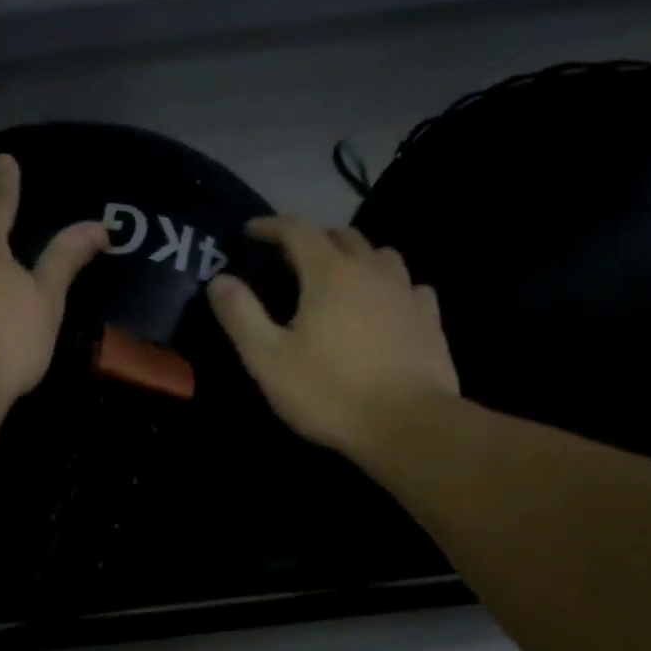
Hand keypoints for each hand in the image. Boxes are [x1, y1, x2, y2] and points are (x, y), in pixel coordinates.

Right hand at [207, 216, 459, 456]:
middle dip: (314, 238)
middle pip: (343, 235)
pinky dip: (392, 288)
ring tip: (342, 278)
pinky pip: (411, 287)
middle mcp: (371, 270)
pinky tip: (388, 306)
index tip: (250, 232)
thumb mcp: (269, 359)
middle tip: (293, 258)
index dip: (270, 226)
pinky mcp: (431, 320)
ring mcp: (407, 293)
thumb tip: (220, 280)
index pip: (297, 229)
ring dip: (357, 257)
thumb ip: (242, 315)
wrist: (408, 425)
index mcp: (329, 273)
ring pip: (381, 255)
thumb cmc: (330, 392)